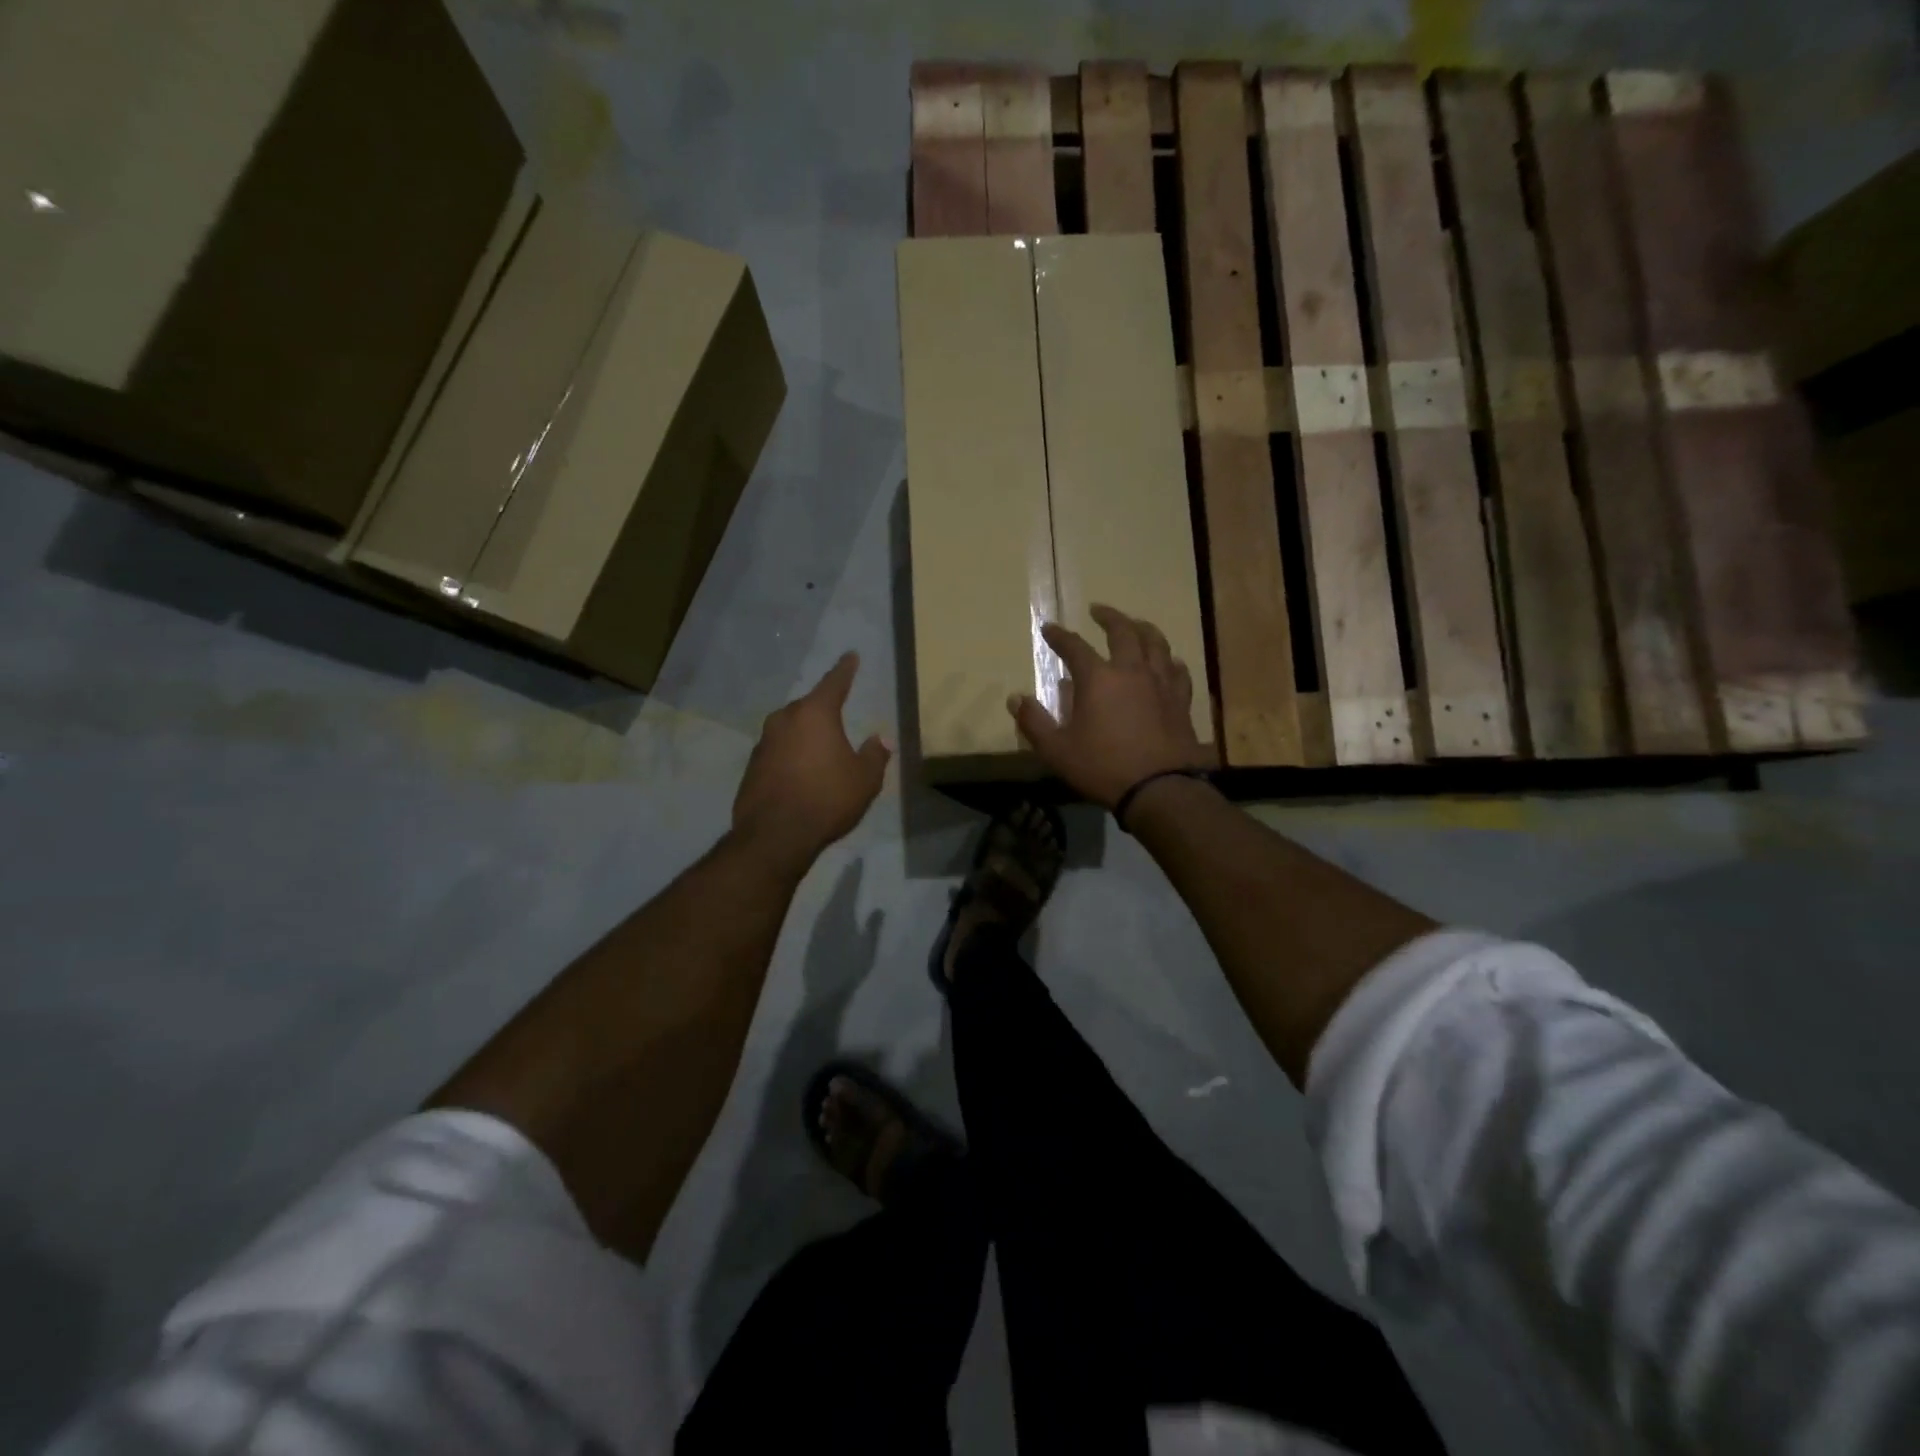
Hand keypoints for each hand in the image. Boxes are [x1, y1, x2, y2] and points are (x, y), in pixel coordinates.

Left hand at [734, 653, 891, 864]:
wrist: (775, 835)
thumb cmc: (827, 799)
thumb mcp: (864, 779)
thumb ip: (875, 755)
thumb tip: (881, 739)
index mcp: (815, 714)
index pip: (835, 682)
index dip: (845, 669)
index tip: (850, 656)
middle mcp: (785, 720)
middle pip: (809, 707)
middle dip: (823, 709)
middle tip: (838, 717)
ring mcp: (763, 742)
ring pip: (790, 729)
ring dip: (805, 736)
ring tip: (820, 752)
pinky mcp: (752, 766)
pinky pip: (778, 752)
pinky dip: (791, 757)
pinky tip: (801, 775)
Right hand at [1007, 605, 1206, 809]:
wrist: (1160, 788)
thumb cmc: (1103, 767)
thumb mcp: (1057, 750)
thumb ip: (1034, 722)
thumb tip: (1014, 699)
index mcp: (1098, 678)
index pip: (1074, 647)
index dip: (1059, 636)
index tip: (1049, 628)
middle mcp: (1131, 671)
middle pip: (1123, 631)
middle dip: (1108, 617)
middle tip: (1098, 610)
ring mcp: (1161, 683)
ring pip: (1156, 643)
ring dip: (1143, 628)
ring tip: (1136, 624)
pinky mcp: (1180, 700)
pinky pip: (1177, 670)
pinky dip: (1170, 661)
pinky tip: (1169, 662)